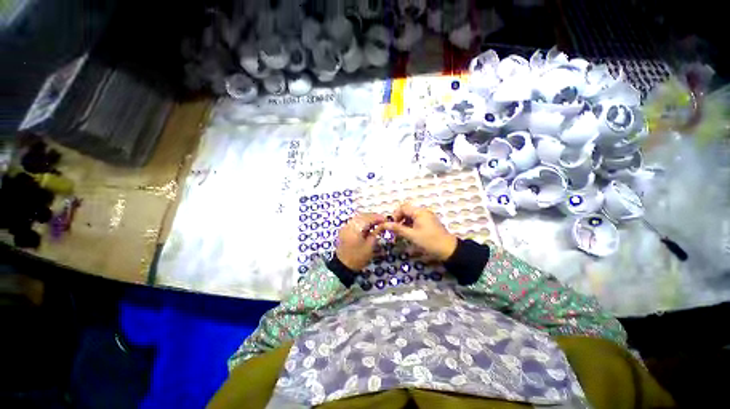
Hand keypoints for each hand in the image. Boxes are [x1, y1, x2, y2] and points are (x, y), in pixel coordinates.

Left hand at [335, 212, 385, 270]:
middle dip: (373, 217)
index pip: (369, 218)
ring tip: (376, 223)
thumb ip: (376, 233)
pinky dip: (361, 222)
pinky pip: (354, 222)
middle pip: (363, 215)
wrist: (343, 266)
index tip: (386, 219)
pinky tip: (367, 226)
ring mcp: (345, 226)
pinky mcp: (343, 230)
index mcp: (356, 228)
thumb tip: (382, 225)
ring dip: (367, 218)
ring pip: (358, 217)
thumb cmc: (358, 257)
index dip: (378, 217)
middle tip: (382, 220)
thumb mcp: (370, 246)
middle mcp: (349, 224)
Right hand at [376, 203, 456, 260]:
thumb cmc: (429, 241)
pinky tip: (410, 233)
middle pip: (407, 211)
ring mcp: (427, 216)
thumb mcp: (411, 235)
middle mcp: (423, 211)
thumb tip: (384, 224)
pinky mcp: (429, 222)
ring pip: (411, 216)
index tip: (392, 225)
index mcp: (419, 212)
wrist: (448, 249)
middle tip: (396, 230)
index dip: (395, 215)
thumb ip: (397, 229)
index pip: (403, 207)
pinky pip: (416, 220)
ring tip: (402, 233)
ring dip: (404, 222)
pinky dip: (411, 225)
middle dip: (399, 219)